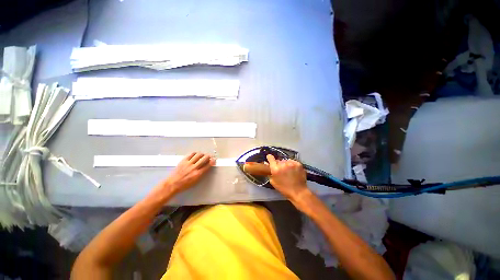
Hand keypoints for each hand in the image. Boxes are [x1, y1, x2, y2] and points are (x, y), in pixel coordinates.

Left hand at [162, 152, 214, 194]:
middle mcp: (194, 168)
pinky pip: (191, 154)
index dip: (212, 161)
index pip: (208, 165)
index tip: (214, 160)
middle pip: (204, 158)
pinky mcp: (183, 161)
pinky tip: (196, 155)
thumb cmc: (185, 185)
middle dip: (209, 156)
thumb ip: (202, 173)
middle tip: (210, 156)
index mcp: (198, 174)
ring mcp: (188, 163)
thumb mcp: (196, 181)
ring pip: (198, 155)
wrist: (172, 184)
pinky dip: (195, 153)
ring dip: (202, 154)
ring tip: (203, 155)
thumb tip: (206, 167)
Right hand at [266, 154, 309, 204]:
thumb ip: (269, 172)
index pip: (270, 158)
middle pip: (278, 160)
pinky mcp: (298, 164)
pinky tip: (293, 170)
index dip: (270, 158)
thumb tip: (267, 163)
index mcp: (275, 169)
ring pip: (285, 161)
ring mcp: (291, 163)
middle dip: (278, 164)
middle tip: (281, 170)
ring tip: (288, 171)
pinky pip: (292, 161)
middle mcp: (283, 164)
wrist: (298, 192)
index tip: (270, 158)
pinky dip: (292, 165)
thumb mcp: (273, 182)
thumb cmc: (284, 189)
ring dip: (285, 164)